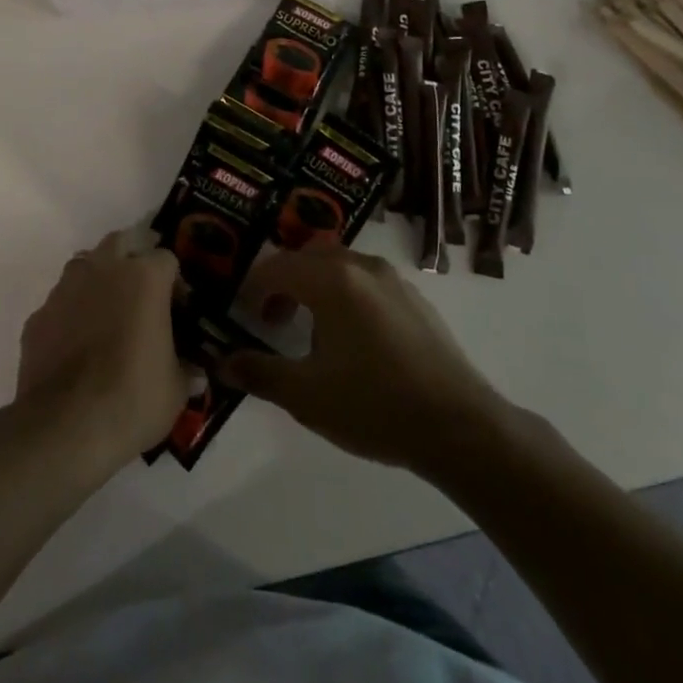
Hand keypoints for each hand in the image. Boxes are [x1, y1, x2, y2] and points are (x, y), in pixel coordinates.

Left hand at [15, 229, 191, 476]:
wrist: (65, 427)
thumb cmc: (133, 398)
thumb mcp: (175, 390)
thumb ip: (185, 371)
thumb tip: (195, 374)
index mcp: (144, 278)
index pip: (166, 258)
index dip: (175, 282)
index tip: (178, 310)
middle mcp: (103, 270)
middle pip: (120, 243)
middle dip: (132, 260)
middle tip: (142, 295)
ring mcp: (65, 289)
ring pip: (84, 266)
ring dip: (98, 280)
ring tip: (107, 315)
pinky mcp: (38, 316)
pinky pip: (60, 303)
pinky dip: (70, 314)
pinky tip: (76, 344)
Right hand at [219, 243, 506, 473]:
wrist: (459, 427)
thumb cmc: (374, 405)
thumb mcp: (306, 395)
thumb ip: (259, 373)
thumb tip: (222, 363)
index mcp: (331, 279)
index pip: (276, 267)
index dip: (254, 289)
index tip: (246, 317)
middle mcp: (361, 266)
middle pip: (309, 256)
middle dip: (284, 282)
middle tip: (274, 319)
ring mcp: (394, 280)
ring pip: (340, 266)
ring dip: (316, 287)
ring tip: (312, 333)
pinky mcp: (416, 299)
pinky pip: (367, 281)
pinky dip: (346, 295)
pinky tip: (354, 341)